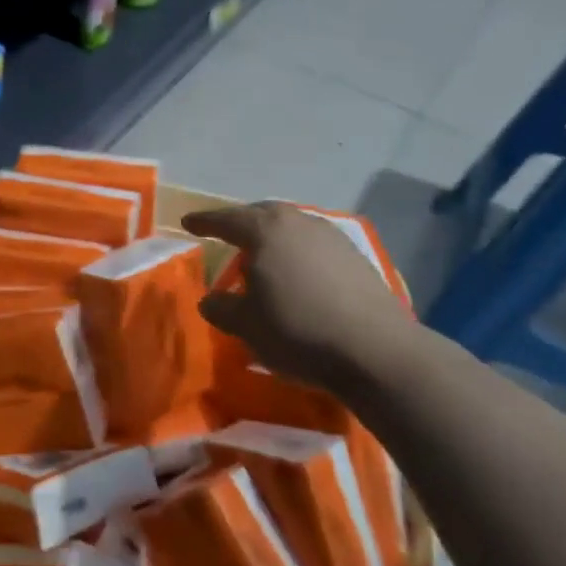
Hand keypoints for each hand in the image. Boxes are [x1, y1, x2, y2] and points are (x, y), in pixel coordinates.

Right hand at [183, 203, 415, 392]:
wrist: (376, 351)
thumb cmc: (298, 331)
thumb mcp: (245, 325)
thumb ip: (221, 307)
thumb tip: (212, 299)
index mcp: (265, 231)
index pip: (226, 220)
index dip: (204, 222)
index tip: (188, 223)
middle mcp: (299, 223)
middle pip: (262, 214)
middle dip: (241, 221)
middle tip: (225, 232)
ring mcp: (332, 237)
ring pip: (292, 227)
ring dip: (272, 236)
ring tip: (261, 255)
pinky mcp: (356, 258)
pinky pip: (313, 244)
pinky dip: (297, 251)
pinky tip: (296, 273)